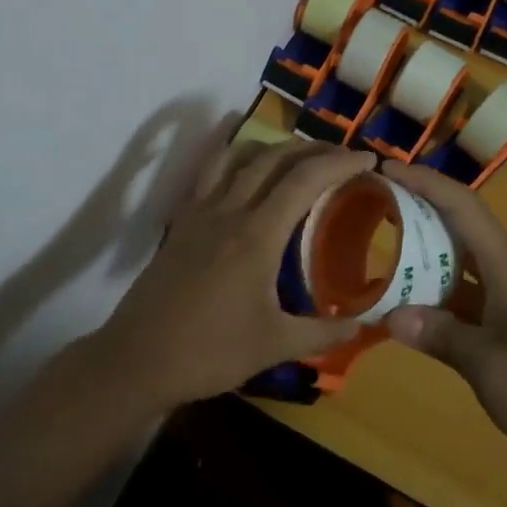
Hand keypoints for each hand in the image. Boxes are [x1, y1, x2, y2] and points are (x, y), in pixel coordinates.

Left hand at [96, 124, 371, 409]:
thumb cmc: (210, 352)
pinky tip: (245, 171)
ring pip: (239, 156)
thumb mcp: (274, 345)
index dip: (339, 162)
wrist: (138, 359)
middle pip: (274, 158)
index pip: (304, 179)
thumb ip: (323, 332)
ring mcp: (200, 211)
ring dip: (273, 147)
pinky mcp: (182, 221)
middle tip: (342, 156)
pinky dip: (235, 157)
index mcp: (256, 234)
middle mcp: (229, 210)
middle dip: (313, 149)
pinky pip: (210, 171)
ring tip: (297, 157)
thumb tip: (364, 324)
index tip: (368, 160)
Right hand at [381, 161, 506, 485]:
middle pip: (460, 226)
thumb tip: (391, 314)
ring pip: (459, 262)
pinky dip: (433, 294)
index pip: (463, 207)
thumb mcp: (489, 365)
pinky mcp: (506, 330)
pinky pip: (461, 297)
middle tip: (373, 202)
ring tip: (381, 245)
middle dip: (418, 207)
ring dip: (423, 250)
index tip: (385, 168)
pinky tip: (405, 306)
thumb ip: (440, 335)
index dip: (425, 182)